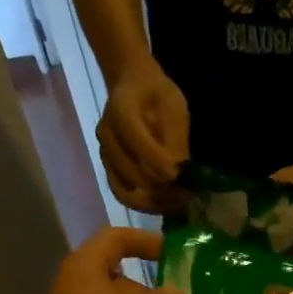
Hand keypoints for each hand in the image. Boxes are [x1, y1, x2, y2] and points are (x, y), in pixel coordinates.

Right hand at [99, 60, 189, 212]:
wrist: (131, 88)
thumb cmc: (157, 94)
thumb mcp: (174, 107)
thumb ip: (175, 139)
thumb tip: (180, 172)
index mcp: (120, 111)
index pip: (136, 142)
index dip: (159, 163)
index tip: (180, 177)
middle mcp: (107, 136)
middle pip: (132, 173)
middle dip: (162, 188)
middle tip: (187, 195)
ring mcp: (105, 156)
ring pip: (126, 191)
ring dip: (155, 202)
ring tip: (178, 204)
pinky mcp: (110, 170)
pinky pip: (124, 196)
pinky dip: (145, 205)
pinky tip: (165, 205)